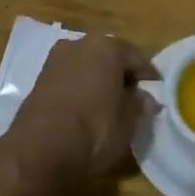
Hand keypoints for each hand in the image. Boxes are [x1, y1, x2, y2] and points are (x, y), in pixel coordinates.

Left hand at [1, 34, 158, 187]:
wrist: (39, 151)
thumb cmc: (94, 131)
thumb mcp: (128, 122)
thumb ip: (139, 105)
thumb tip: (145, 98)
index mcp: (106, 47)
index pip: (136, 57)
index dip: (148, 75)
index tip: (156, 89)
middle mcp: (79, 44)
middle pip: (108, 56)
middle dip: (120, 73)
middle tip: (132, 95)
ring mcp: (54, 61)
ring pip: (86, 66)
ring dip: (97, 79)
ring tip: (108, 103)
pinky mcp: (38, 80)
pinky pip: (68, 79)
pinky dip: (79, 88)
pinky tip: (85, 108)